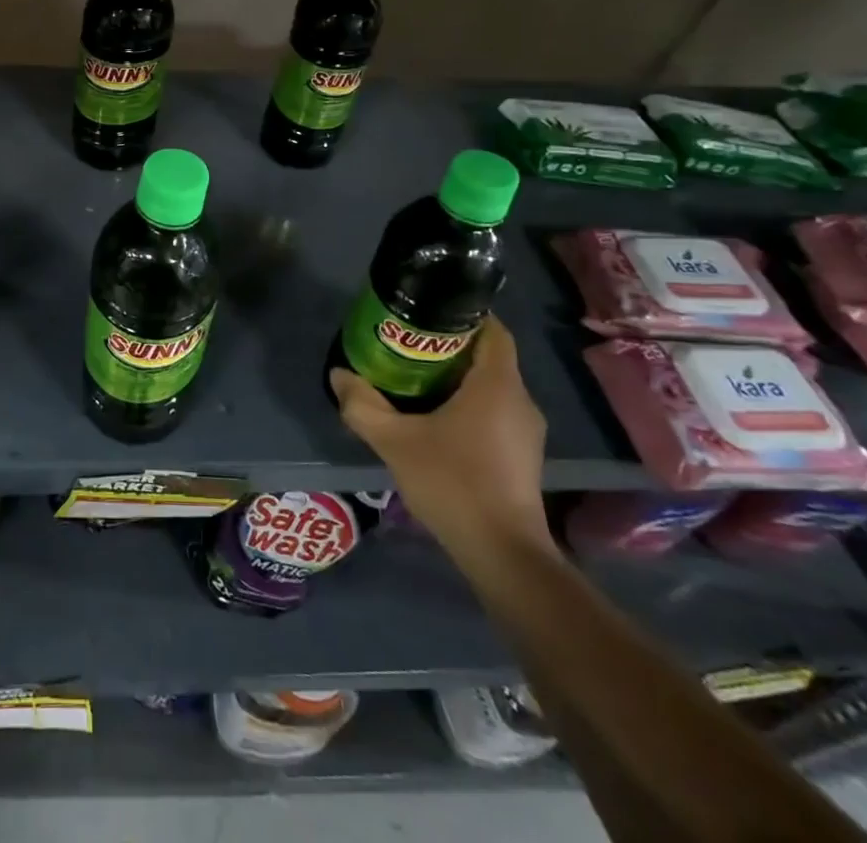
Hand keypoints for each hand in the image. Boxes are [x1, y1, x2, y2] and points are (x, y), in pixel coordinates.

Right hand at [329, 317, 550, 553]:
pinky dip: (469, 404)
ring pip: (492, 386)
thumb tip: (340, 375)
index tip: (426, 312)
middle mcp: (520, 400)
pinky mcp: (523, 456)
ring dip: (458, 377)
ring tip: (415, 379)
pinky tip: (437, 419)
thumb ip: (363, 406)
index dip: (463, 314)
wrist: (504, 555)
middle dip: (450, 346)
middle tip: (407, 344)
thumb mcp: (395, 441)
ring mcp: (526, 431)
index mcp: (497, 384)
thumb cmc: (453, 483)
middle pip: (488, 356)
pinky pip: (496, 411)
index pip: (492, 329)